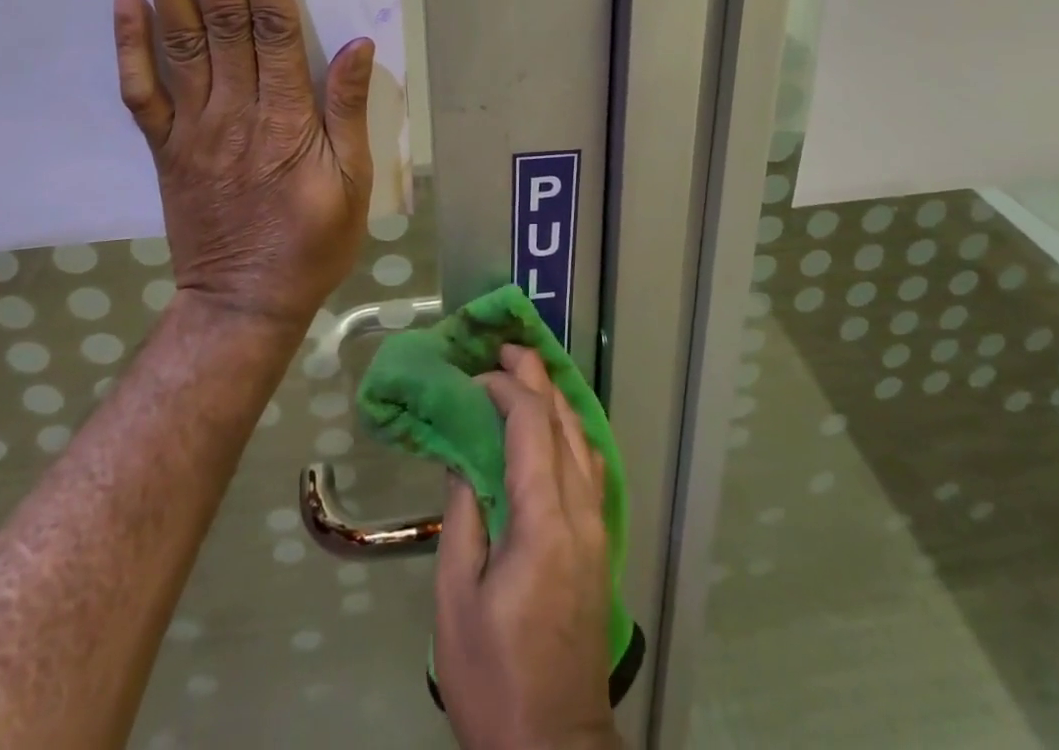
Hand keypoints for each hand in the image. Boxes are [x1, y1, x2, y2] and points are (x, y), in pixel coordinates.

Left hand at [112, 0, 374, 329]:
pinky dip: (131, 45)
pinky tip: (126, 1)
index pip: (272, 27)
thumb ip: (348, 110)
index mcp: (286, 117)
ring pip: (179, 44)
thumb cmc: (312, 241)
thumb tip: (355, 43)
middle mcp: (235, 112)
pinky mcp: (164, 149)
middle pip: (221, 21)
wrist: (244, 302)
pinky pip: (141, 92)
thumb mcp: (353, 183)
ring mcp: (192, 129)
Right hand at [434, 345, 620, 749]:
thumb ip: (463, 514)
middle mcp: (581, 512)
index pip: (531, 426)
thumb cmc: (493, 674)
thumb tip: (463, 454)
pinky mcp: (601, 544)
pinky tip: (554, 427)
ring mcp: (598, 527)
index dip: (505, 389)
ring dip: (556, 400)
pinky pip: (591, 466)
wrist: (553, 747)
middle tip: (507, 348)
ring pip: (584, 440)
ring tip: (527, 375)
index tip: (476, 376)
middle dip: (536, 378)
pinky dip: (570, 431)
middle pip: (564, 422)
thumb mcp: (457, 596)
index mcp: (544, 521)